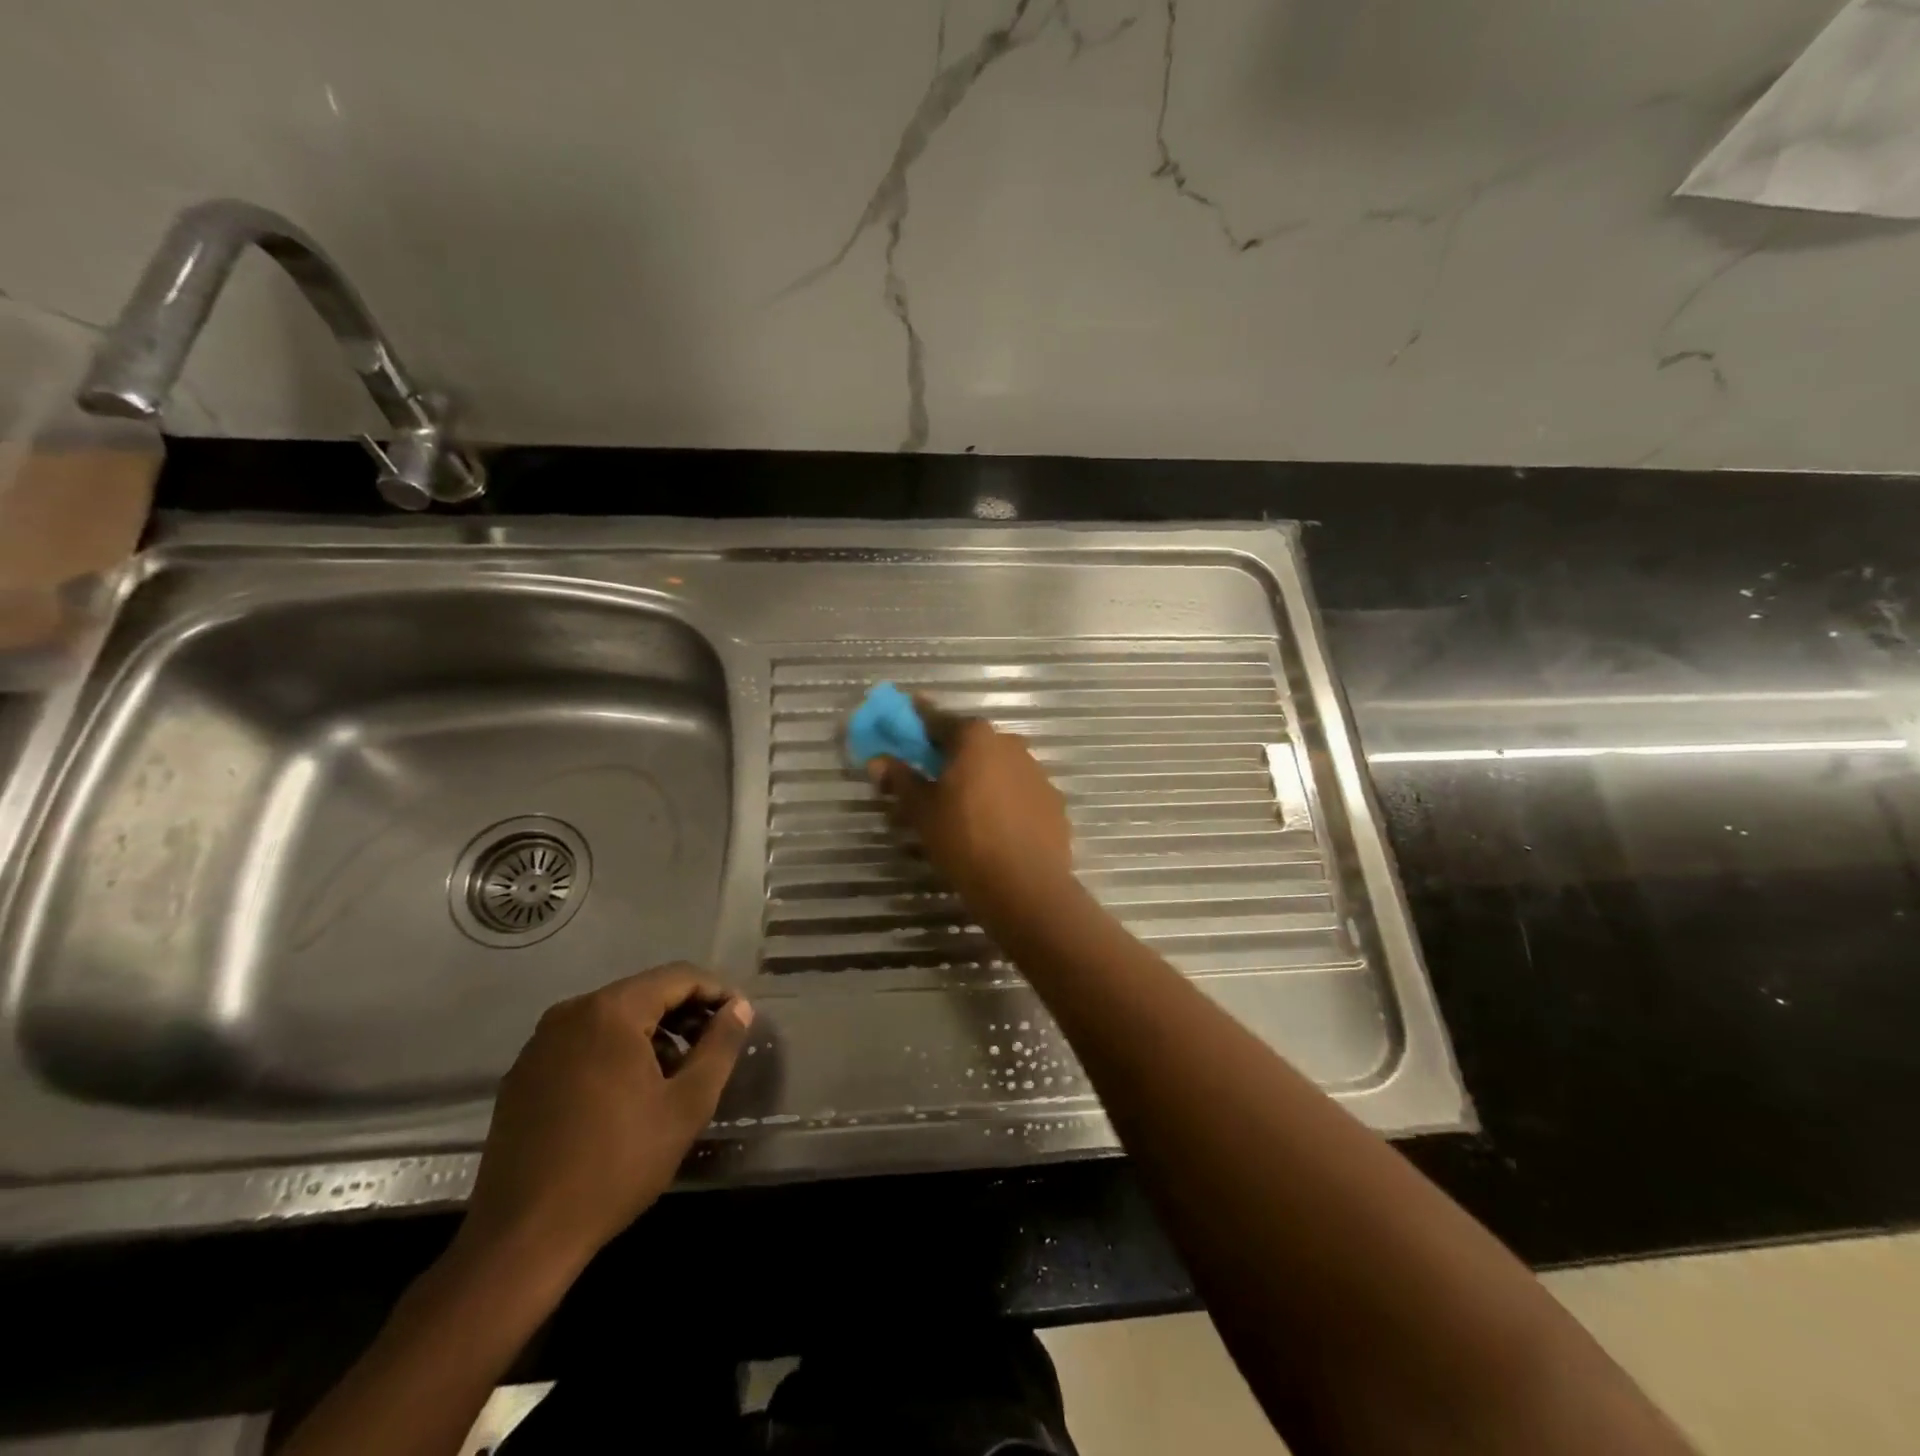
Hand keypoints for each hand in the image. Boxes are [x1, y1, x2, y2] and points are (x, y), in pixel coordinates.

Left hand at [457, 964, 752, 1279]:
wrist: (521, 1239)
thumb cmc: (616, 1165)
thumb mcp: (686, 1105)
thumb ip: (720, 1047)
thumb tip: (740, 1007)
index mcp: (610, 1011)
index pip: (678, 978)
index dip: (716, 992)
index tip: (739, 1018)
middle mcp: (570, 1013)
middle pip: (643, 994)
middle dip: (684, 1014)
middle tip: (713, 1047)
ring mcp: (540, 1043)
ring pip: (612, 1018)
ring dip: (651, 1034)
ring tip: (676, 1073)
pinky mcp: (523, 1074)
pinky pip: (583, 1042)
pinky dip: (615, 1052)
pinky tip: (628, 1093)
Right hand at [869, 708, 1073, 922]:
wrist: (1026, 886)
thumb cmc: (965, 840)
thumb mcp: (922, 812)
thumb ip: (901, 780)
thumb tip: (878, 760)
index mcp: (975, 738)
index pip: (938, 720)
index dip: (917, 722)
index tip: (903, 722)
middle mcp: (1010, 744)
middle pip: (972, 743)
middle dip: (950, 755)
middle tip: (930, 776)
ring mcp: (1037, 773)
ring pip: (998, 768)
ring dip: (979, 779)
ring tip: (962, 808)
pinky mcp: (1053, 802)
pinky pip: (1019, 793)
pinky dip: (1003, 801)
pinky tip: (993, 827)